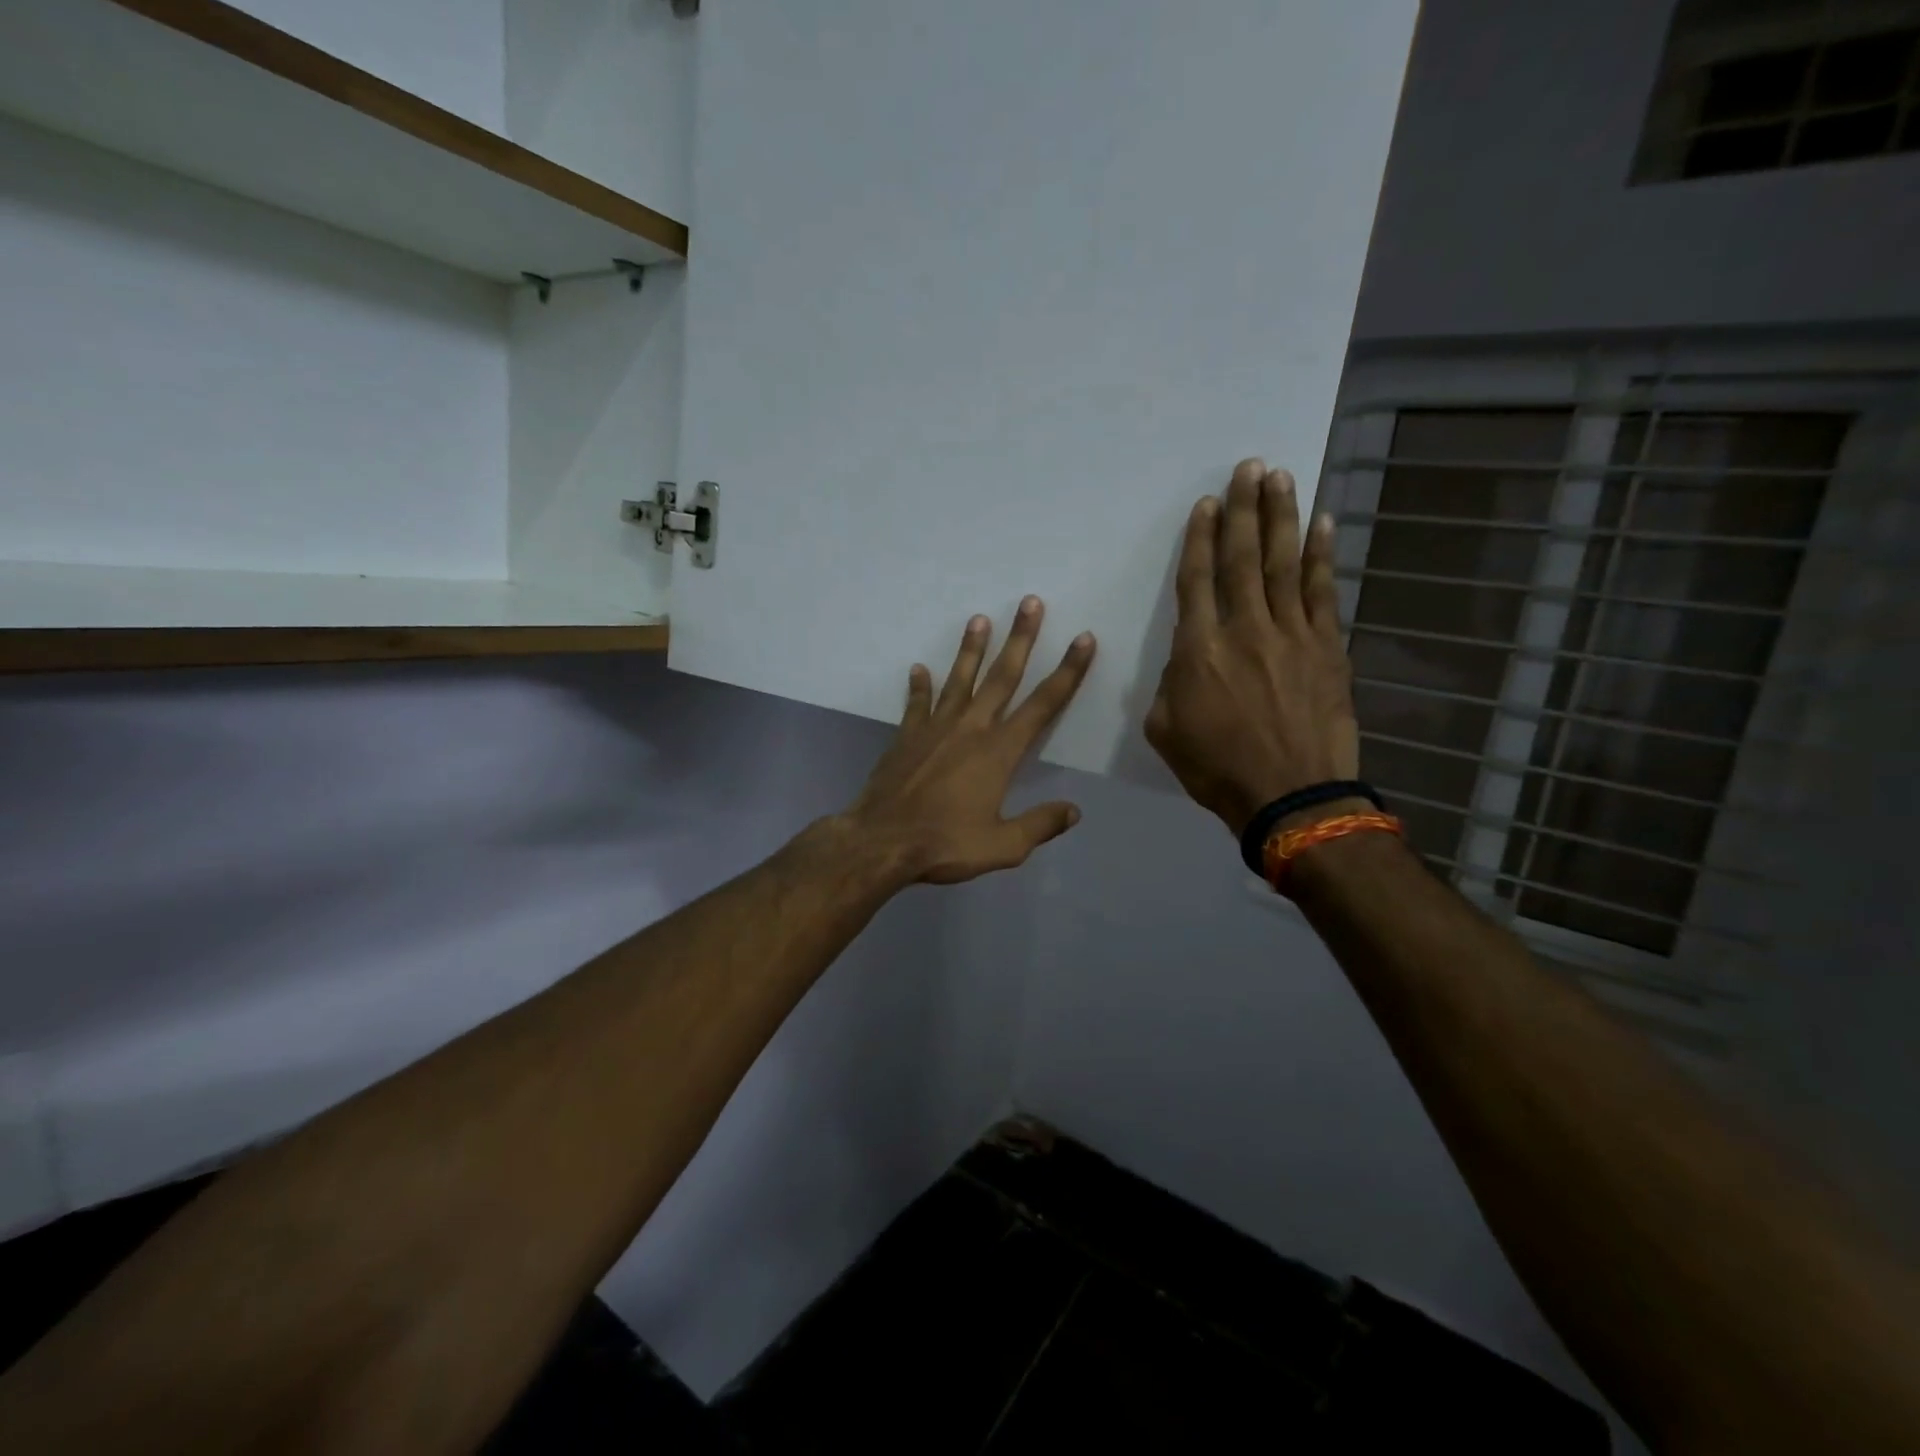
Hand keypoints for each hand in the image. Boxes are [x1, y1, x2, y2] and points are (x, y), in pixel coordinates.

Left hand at [843, 599, 1096, 883]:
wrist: (882, 841)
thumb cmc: (945, 844)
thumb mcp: (1002, 846)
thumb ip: (1040, 825)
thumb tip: (1073, 811)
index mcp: (1000, 751)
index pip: (1044, 704)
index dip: (1068, 671)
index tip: (1083, 639)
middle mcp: (971, 728)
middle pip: (1002, 675)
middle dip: (1021, 638)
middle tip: (1030, 602)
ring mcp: (935, 727)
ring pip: (960, 679)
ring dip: (971, 648)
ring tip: (979, 618)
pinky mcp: (907, 736)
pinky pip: (917, 703)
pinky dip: (919, 686)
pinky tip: (919, 668)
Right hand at [1145, 458, 1358, 835]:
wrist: (1291, 796)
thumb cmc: (1216, 768)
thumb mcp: (1165, 729)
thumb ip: (1171, 683)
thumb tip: (1186, 658)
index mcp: (1198, 650)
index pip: (1196, 581)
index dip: (1198, 539)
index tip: (1205, 504)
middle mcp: (1244, 629)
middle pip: (1241, 558)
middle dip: (1243, 509)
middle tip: (1248, 467)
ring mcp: (1291, 634)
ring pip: (1282, 564)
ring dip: (1280, 517)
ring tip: (1280, 477)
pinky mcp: (1327, 647)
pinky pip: (1324, 592)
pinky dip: (1322, 555)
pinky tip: (1322, 523)